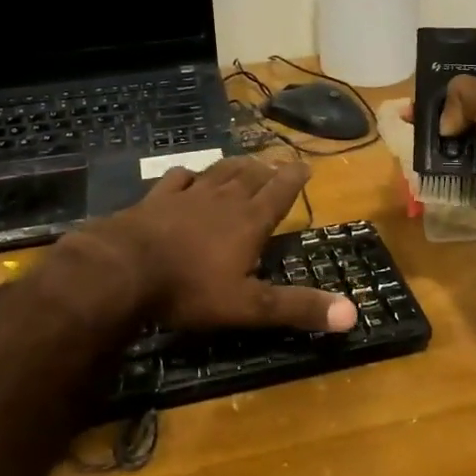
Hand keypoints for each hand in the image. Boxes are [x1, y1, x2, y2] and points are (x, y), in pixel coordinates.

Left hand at [78, 158, 358, 331]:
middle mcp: (222, 200)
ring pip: (218, 172)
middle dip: (267, 169)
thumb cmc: (190, 289)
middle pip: (250, 176)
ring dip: (234, 166)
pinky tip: (188, 175)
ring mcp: (186, 196)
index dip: (294, 178)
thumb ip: (297, 307)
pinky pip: (177, 179)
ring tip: (245, 162)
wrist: (123, 270)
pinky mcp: (155, 200)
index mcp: (249, 221)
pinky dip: (188, 175)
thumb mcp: (249, 306)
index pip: (279, 192)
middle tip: (276, 163)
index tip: (305, 165)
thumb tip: (352, 314)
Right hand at [412, 77, 475, 247]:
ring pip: (465, 154)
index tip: (418, 100)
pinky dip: (447, 182)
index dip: (449, 94)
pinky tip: (423, 174)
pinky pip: (466, 185)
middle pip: (470, 122)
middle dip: (440, 123)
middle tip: (406, 123)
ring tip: (410, 148)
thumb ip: (462, 96)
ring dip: (441, 152)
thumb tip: (446, 124)